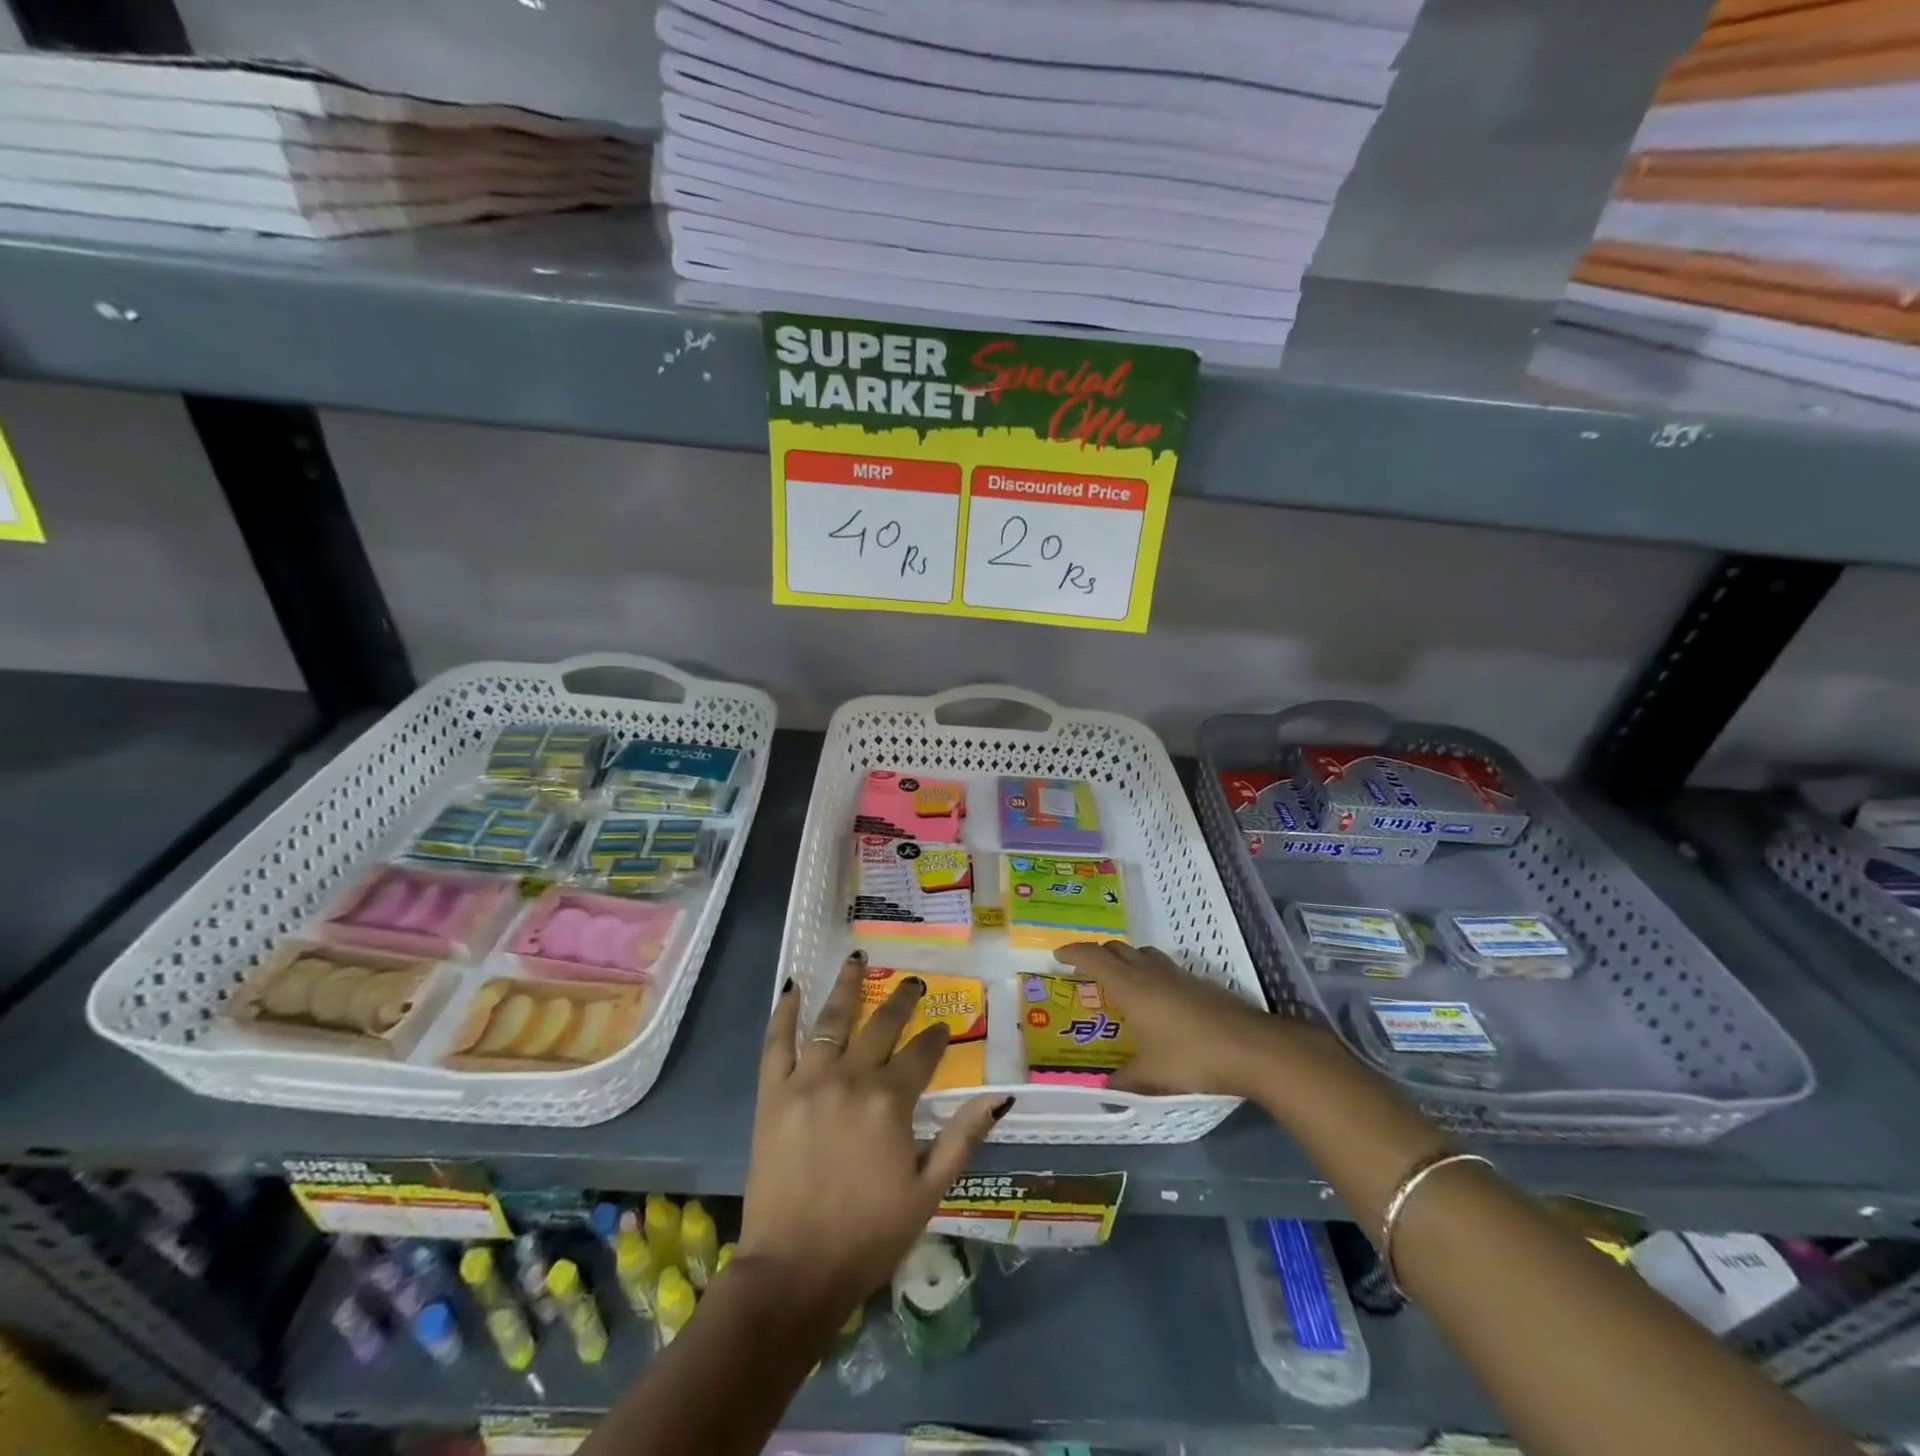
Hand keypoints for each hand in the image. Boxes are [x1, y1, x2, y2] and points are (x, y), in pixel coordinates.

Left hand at [737, 952, 1009, 1329]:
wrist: (793, 1272)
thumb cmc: (868, 1236)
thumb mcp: (929, 1192)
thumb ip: (963, 1137)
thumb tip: (999, 1096)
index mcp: (890, 1101)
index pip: (921, 1053)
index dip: (936, 1037)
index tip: (944, 1027)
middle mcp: (850, 1078)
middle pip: (881, 1026)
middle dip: (902, 1002)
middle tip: (913, 982)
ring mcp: (807, 1081)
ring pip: (831, 1020)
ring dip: (848, 987)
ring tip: (859, 959)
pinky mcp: (773, 1094)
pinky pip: (777, 1043)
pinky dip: (785, 1012)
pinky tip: (793, 986)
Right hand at [1055, 940, 1291, 1098]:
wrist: (1251, 1048)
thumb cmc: (1191, 1057)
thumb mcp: (1151, 1076)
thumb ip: (1125, 1081)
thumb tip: (1107, 1090)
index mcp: (1130, 986)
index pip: (1093, 957)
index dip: (1073, 952)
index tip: (1058, 955)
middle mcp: (1150, 972)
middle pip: (1117, 949)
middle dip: (1098, 954)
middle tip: (1086, 970)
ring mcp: (1178, 975)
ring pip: (1143, 954)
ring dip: (1127, 959)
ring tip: (1121, 980)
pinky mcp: (1200, 983)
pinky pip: (1164, 968)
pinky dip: (1151, 973)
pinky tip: (1158, 1000)